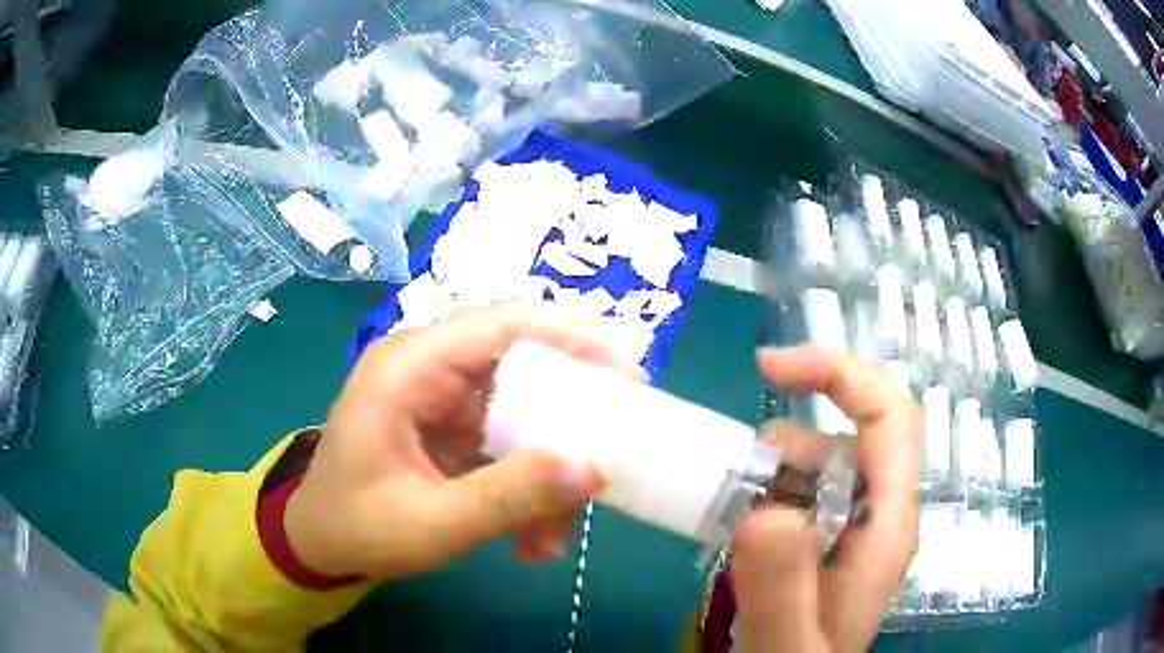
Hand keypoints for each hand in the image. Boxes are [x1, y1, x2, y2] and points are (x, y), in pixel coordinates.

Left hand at [285, 301, 639, 580]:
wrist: (318, 543)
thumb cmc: (357, 528)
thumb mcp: (432, 524)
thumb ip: (510, 497)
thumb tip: (594, 468)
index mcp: (408, 366)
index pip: (503, 323)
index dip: (574, 338)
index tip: (630, 376)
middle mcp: (427, 365)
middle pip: (523, 357)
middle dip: (574, 405)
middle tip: (619, 441)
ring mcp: (439, 394)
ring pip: (523, 406)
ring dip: (550, 464)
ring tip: (555, 534)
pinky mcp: (449, 423)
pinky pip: (508, 437)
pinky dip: (529, 480)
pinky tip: (530, 536)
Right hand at [732, 346, 920, 651]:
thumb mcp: (785, 640)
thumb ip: (782, 583)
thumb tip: (767, 509)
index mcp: (887, 525)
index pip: (888, 415)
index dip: (838, 373)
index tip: (766, 369)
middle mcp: (879, 515)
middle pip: (848, 436)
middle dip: (786, 444)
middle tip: (731, 485)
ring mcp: (854, 528)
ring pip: (818, 465)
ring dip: (768, 476)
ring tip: (728, 522)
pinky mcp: (828, 542)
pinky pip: (799, 494)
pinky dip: (763, 495)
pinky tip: (738, 532)